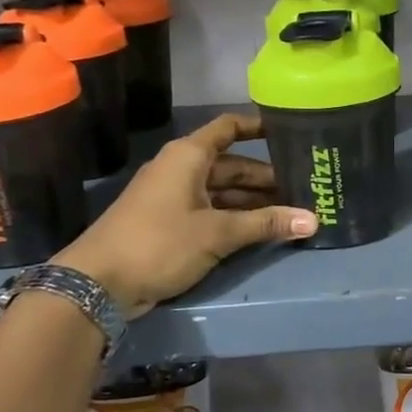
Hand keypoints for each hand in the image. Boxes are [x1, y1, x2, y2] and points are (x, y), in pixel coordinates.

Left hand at [55, 113, 316, 316]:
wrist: (97, 284)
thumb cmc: (159, 242)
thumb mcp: (218, 232)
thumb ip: (266, 224)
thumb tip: (314, 220)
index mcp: (188, 157)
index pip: (229, 128)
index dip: (259, 126)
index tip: (291, 131)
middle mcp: (182, 170)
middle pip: (233, 165)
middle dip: (267, 176)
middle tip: (305, 186)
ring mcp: (175, 198)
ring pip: (224, 191)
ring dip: (255, 201)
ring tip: (293, 210)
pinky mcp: (171, 225)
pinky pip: (213, 212)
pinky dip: (237, 218)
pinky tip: (264, 229)